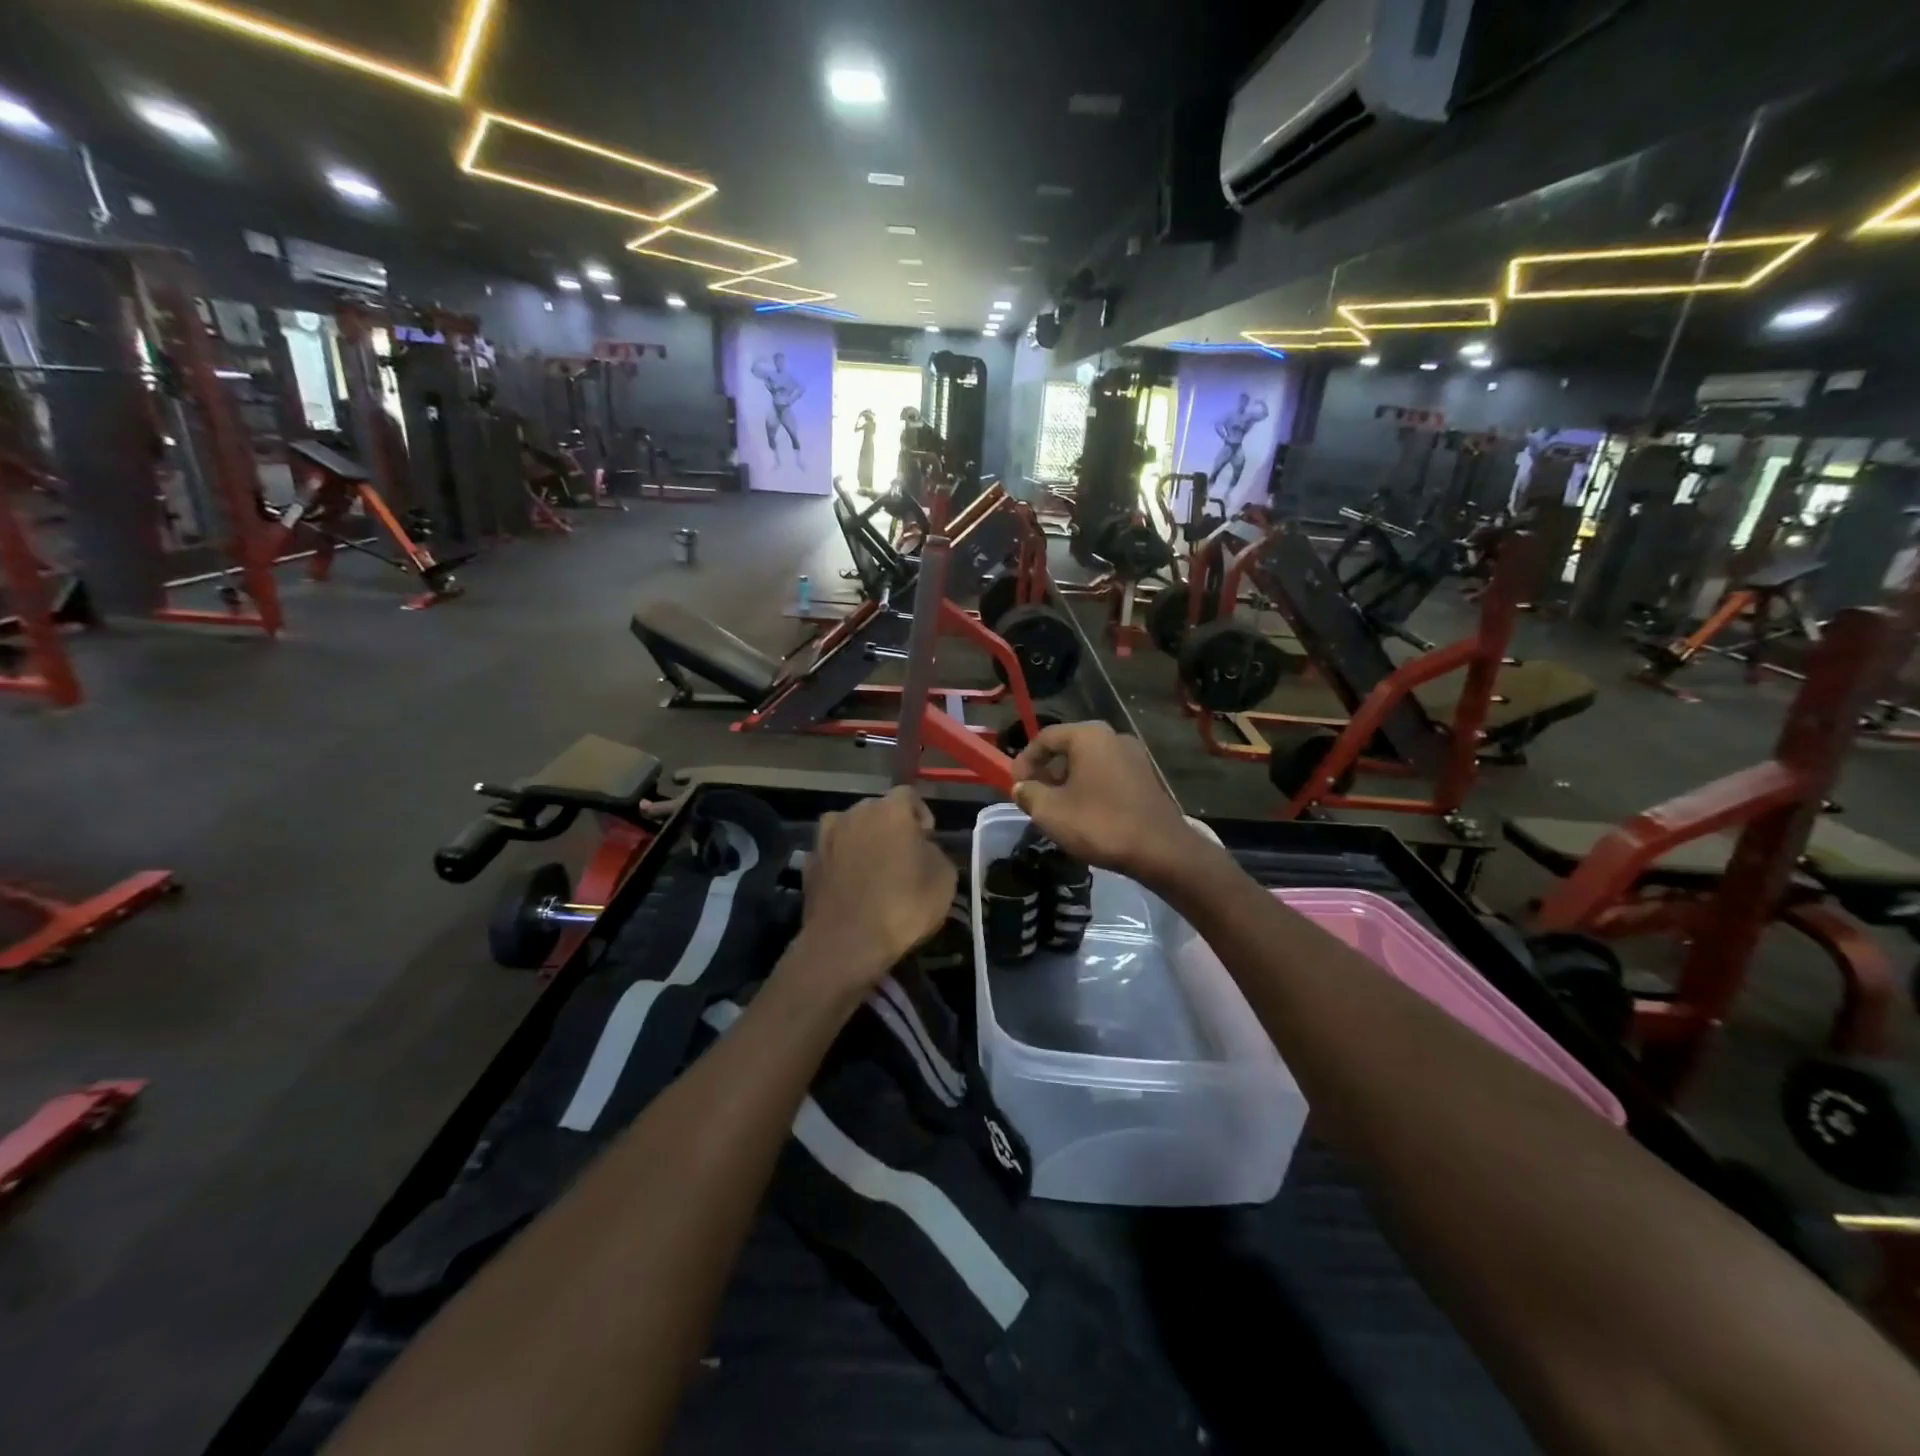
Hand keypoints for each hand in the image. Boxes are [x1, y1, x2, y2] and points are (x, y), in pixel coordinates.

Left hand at [795, 787, 956, 993]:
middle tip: (902, 857)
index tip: (927, 841)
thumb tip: (922, 848)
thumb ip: (934, 851)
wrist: (847, 943)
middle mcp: (854, 812)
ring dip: (862, 842)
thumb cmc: (904, 905)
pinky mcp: (808, 862)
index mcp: (890, 809)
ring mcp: (826, 837)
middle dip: (890, 828)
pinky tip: (850, 887)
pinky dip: (842, 864)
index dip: (921, 816)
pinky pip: (832, 854)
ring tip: (873, 871)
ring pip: (850, 830)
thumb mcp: (944, 878)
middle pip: (877, 810)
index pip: (909, 796)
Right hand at [1010, 722, 1200, 884]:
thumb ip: (1028, 794)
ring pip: (1089, 762)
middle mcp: (1113, 737)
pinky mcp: (1146, 777)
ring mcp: (1134, 756)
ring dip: (1068, 781)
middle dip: (1047, 771)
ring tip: (1057, 809)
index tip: (1015, 785)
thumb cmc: (1099, 824)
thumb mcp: (1050, 811)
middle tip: (1034, 796)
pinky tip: (1085, 814)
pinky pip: (1107, 774)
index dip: (1024, 760)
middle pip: (1068, 747)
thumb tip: (1021, 787)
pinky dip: (1090, 787)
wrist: (1161, 850)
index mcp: (1088, 736)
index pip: (1045, 737)